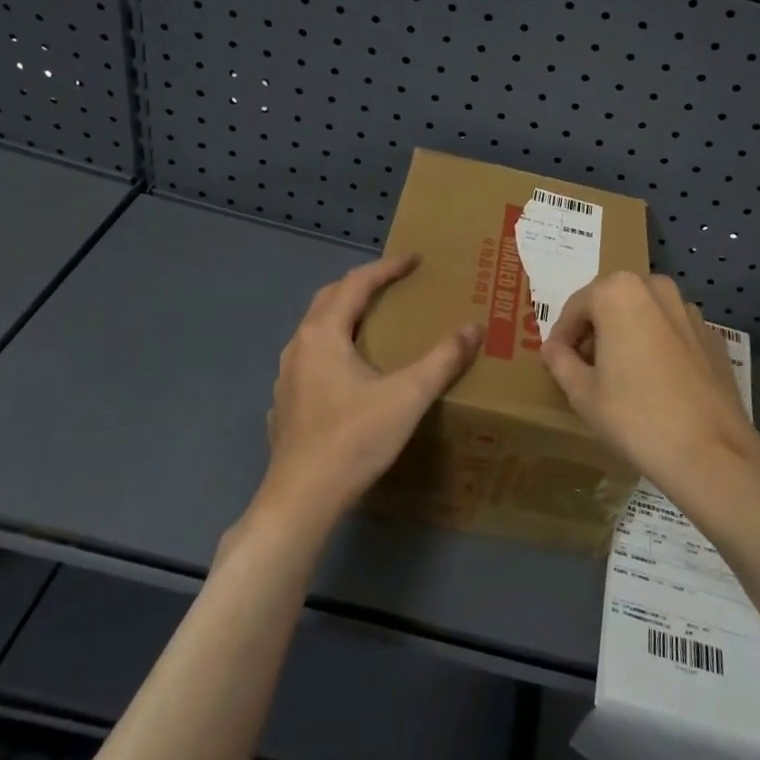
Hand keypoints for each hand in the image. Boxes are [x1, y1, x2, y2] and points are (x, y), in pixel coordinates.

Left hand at [253, 255, 480, 535]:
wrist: (302, 500)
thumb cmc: (354, 440)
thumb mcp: (408, 396)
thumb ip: (443, 360)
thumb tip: (473, 328)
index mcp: (324, 334)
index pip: (356, 284)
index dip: (386, 268)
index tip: (414, 259)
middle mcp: (299, 347)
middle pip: (329, 300)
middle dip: (361, 285)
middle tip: (393, 284)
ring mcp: (287, 378)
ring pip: (316, 331)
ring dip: (343, 316)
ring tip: (373, 323)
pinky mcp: (286, 405)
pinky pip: (311, 360)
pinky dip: (333, 349)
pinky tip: (348, 372)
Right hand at [542, 273, 759, 503]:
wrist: (710, 451)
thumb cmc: (635, 416)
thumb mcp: (583, 393)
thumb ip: (561, 362)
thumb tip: (552, 348)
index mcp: (619, 293)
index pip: (576, 306)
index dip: (562, 334)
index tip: (556, 360)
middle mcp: (656, 289)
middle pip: (612, 303)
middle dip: (595, 329)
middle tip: (584, 366)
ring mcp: (689, 311)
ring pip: (644, 315)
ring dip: (627, 334)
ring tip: (619, 375)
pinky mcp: (712, 337)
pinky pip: (672, 333)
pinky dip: (657, 347)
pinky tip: (655, 383)